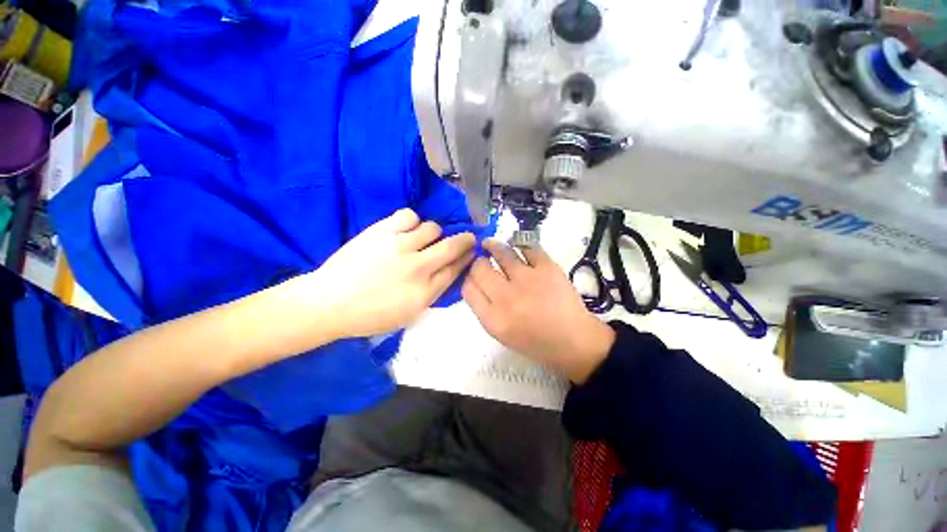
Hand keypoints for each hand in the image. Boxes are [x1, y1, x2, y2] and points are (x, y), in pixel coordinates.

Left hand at [292, 209, 475, 338]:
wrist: (329, 303)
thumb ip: (431, 294)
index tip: (471, 252)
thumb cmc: (369, 316)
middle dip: (465, 240)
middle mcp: (418, 267)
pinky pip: (409, 216)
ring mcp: (400, 247)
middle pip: (452, 246)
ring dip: (433, 234)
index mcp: (425, 292)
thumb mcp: (408, 316)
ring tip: (422, 239)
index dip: (467, 258)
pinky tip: (405, 230)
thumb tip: (447, 273)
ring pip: (433, 228)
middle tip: (467, 238)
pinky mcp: (382, 232)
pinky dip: (412, 222)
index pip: (455, 269)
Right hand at [462, 240, 614, 383]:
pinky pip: (527, 247)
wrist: (574, 342)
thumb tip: (476, 282)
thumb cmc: (535, 342)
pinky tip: (517, 246)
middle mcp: (506, 298)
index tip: (473, 274)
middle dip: (478, 262)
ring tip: (491, 245)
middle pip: (480, 268)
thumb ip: (484, 309)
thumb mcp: (501, 333)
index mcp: (493, 319)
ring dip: (493, 246)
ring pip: (501, 252)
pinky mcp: (547, 268)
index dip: (468, 277)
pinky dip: (520, 244)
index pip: (468, 288)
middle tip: (483, 260)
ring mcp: (528, 280)